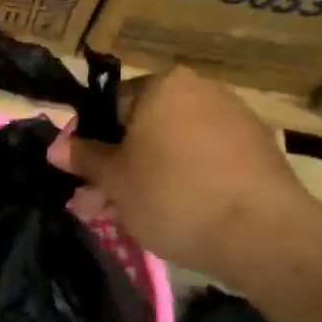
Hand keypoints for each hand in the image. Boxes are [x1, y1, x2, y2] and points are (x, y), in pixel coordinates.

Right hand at [49, 65, 317, 282]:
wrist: (265, 235)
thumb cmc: (174, 195)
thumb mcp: (115, 179)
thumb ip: (83, 158)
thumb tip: (55, 147)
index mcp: (163, 85)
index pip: (109, 105)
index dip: (88, 142)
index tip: (79, 175)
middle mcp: (201, 91)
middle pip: (142, 127)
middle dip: (117, 164)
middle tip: (98, 203)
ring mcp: (235, 120)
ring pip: (172, 147)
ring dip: (146, 176)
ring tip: (128, 217)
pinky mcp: (258, 152)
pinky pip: (204, 161)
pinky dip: (183, 181)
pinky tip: (171, 214)